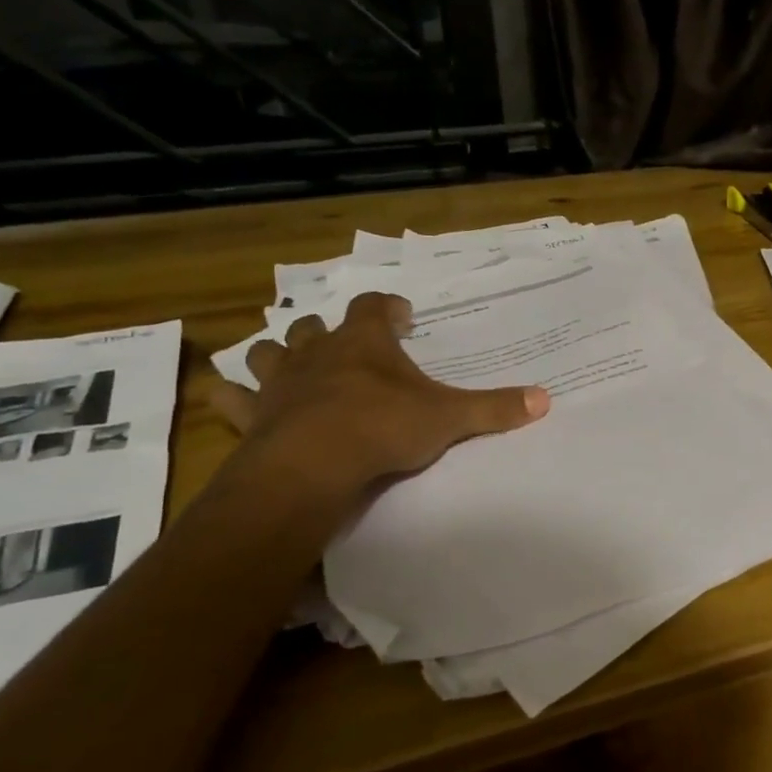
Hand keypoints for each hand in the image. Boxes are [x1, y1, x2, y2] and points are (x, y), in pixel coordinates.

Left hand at [207, 291, 548, 495]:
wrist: (315, 465)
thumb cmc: (385, 427)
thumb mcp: (449, 418)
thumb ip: (495, 408)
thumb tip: (546, 399)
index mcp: (365, 343)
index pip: (376, 306)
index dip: (390, 307)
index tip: (404, 317)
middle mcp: (318, 353)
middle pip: (314, 325)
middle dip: (329, 330)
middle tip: (346, 344)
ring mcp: (280, 382)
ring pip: (269, 353)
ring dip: (277, 354)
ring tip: (289, 363)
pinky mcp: (254, 415)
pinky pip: (232, 398)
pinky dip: (229, 396)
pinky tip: (225, 396)